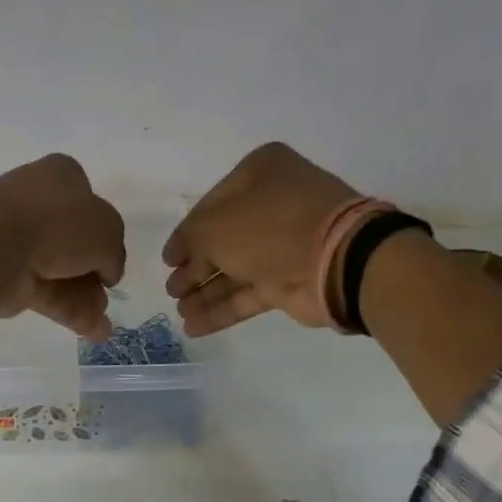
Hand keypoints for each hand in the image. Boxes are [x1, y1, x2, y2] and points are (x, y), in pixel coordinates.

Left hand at [0, 155, 125, 349]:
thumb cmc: (55, 224)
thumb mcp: (106, 230)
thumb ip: (114, 252)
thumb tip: (107, 272)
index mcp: (62, 178)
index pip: (90, 203)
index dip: (104, 233)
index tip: (111, 257)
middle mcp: (40, 206)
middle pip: (77, 245)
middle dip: (96, 274)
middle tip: (108, 296)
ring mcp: (23, 244)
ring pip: (65, 273)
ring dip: (88, 300)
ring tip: (102, 326)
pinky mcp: (13, 279)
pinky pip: (50, 296)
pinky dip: (73, 314)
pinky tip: (95, 333)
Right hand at [164, 142, 365, 336]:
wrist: (334, 261)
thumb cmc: (269, 228)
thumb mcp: (215, 226)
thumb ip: (189, 238)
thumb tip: (178, 254)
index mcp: (259, 174)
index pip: (209, 206)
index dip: (185, 235)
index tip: (167, 260)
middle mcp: (271, 205)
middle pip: (221, 240)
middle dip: (194, 268)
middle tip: (171, 290)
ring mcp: (282, 245)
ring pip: (233, 270)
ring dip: (204, 292)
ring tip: (179, 311)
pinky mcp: (288, 281)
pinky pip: (246, 294)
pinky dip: (221, 309)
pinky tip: (194, 326)